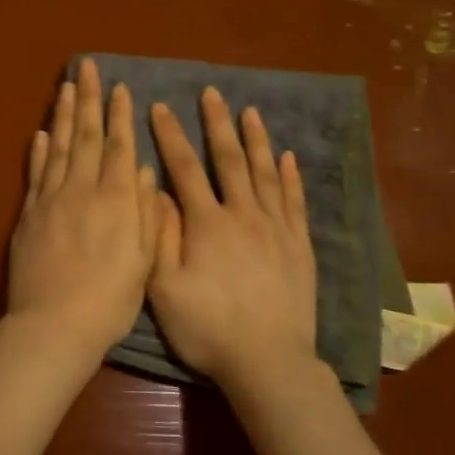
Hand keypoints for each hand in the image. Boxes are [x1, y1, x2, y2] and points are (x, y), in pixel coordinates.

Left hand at [7, 59, 158, 355]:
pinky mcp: (29, 215)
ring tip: (66, 87)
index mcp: (116, 200)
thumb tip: (146, 173)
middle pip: (85, 136)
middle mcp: (82, 190)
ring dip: (62, 115)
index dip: (119, 116)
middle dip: (88, 99)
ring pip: (58, 147)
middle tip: (86, 67)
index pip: (118, 147)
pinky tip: (41, 133)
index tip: (120, 87)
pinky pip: (35, 174)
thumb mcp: (143, 261)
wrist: (54, 325)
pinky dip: (39, 151)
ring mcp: (51, 200)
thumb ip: (146, 213)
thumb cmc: (110, 301)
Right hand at [148, 89, 318, 390]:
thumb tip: (155, 190)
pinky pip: (294, 201)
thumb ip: (159, 236)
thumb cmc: (208, 328)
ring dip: (256, 139)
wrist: (268, 361)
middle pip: (229, 160)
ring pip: (265, 173)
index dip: (170, 135)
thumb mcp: (165, 288)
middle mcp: (243, 215)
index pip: (185, 168)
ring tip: (250, 111)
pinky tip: (287, 157)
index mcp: (207, 223)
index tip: (160, 107)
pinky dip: (290, 176)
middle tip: (212, 93)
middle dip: (217, 124)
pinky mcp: (299, 246)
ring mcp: (276, 228)